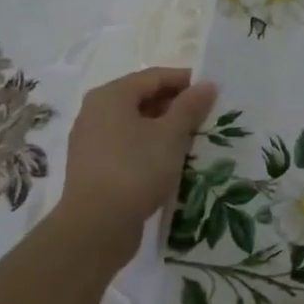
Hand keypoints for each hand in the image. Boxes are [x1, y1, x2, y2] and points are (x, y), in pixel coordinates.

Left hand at [53, 67, 216, 267]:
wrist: (96, 227)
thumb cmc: (136, 169)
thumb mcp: (171, 135)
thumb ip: (189, 107)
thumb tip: (207, 84)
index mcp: (111, 95)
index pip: (154, 76)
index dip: (185, 81)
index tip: (212, 92)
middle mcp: (95, 111)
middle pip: (142, 98)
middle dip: (175, 105)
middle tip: (205, 116)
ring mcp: (91, 140)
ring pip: (135, 123)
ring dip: (163, 128)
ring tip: (192, 139)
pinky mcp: (93, 166)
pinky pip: (126, 144)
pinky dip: (149, 146)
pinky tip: (169, 160)